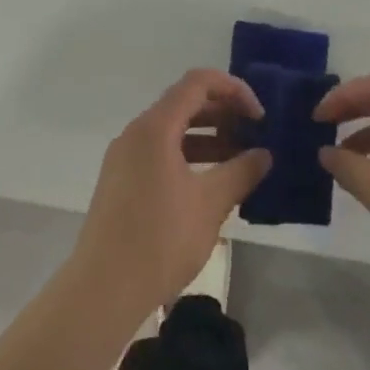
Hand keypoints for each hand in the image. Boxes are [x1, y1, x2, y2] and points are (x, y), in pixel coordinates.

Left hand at [72, 70, 271, 320]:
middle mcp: (136, 133)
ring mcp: (125, 157)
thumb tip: (264, 155)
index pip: (198, 83)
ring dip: (209, 137)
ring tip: (242, 160)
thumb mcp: (211, 203)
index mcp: (155, 128)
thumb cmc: (160, 239)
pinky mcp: (122, 181)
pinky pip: (160, 153)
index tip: (260, 116)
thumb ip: (241, 172)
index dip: (234, 90)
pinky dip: (190, 156)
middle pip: (184, 104)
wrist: (104, 287)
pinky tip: (214, 181)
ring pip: (172, 131)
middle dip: (224, 114)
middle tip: (256, 136)